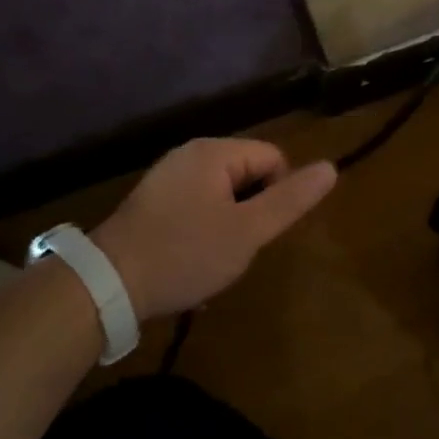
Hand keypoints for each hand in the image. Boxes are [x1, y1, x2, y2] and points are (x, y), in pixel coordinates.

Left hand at [88, 139, 336, 319]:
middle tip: (238, 246)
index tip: (260, 232)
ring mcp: (168, 176)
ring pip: (224, 192)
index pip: (274, 158)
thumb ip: (291, 199)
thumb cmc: (185, 254)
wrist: (107, 285)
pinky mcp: (152, 200)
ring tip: (215, 256)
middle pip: (249, 172)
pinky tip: (192, 257)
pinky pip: (197, 203)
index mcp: (215, 153)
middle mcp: (190, 154)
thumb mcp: (248, 231)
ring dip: (230, 222)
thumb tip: (331, 167)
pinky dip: (204, 227)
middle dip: (253, 209)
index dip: (278, 195)